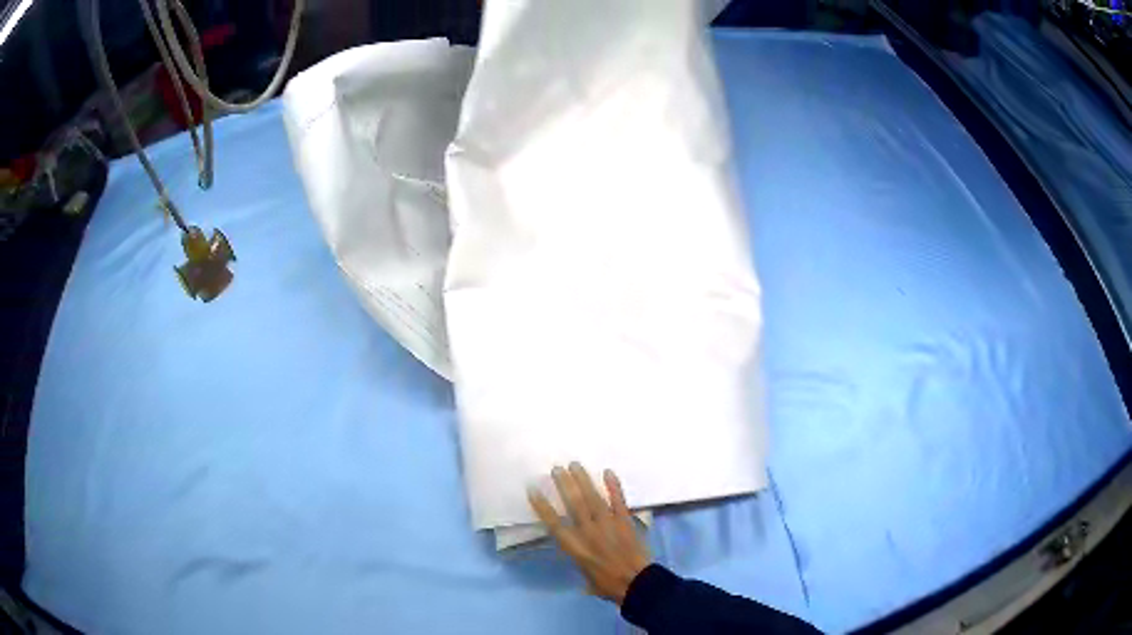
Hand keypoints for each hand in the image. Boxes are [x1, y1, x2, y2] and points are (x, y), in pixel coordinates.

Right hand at [528, 463, 651, 604]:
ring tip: (575, 465)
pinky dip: (614, 486)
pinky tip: (608, 472)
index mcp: (575, 547)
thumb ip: (578, 558)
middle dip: (564, 484)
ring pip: (593, 498)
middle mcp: (588, 531)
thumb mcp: (584, 575)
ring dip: (583, 480)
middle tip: (556, 468)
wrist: (636, 583)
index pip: (554, 523)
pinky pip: (619, 500)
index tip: (533, 489)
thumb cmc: (607, 584)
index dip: (542, 506)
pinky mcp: (625, 521)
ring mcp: (608, 524)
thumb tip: (576, 551)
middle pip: (574, 504)